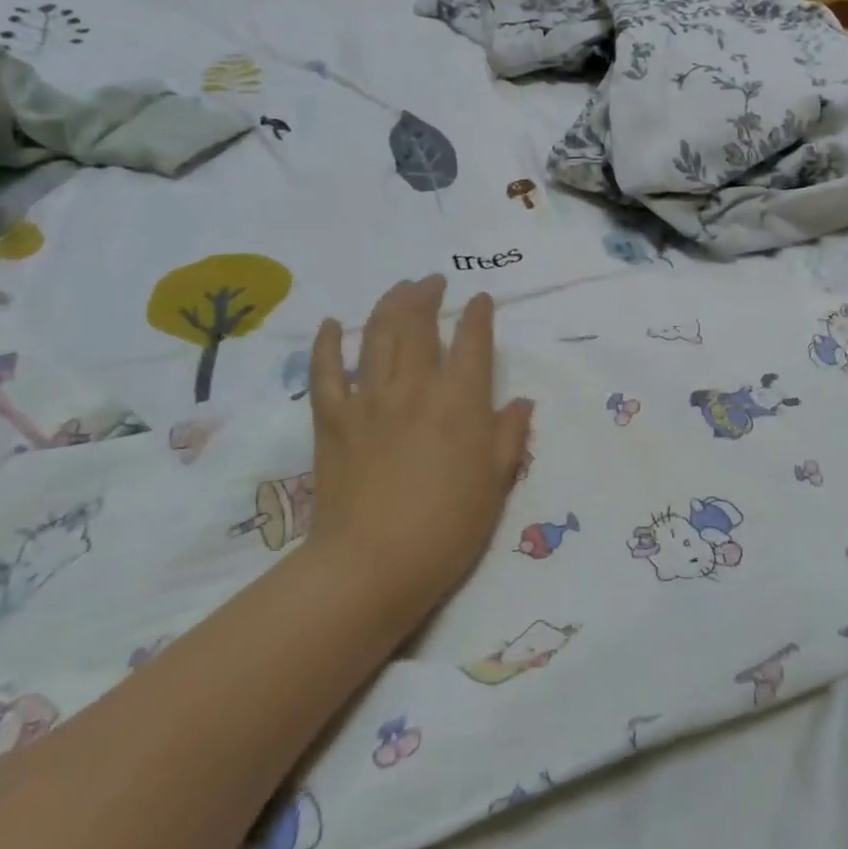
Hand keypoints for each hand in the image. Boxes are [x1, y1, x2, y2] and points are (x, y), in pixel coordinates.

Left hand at [304, 277, 534, 616]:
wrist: (371, 566)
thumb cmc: (447, 527)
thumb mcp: (496, 483)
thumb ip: (509, 436)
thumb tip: (520, 402)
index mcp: (461, 400)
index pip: (472, 341)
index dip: (478, 314)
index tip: (480, 299)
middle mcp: (415, 387)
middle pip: (419, 324)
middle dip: (428, 295)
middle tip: (433, 282)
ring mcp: (369, 400)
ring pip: (377, 335)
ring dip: (390, 304)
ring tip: (400, 288)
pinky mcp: (332, 420)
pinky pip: (326, 372)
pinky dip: (328, 344)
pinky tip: (332, 324)